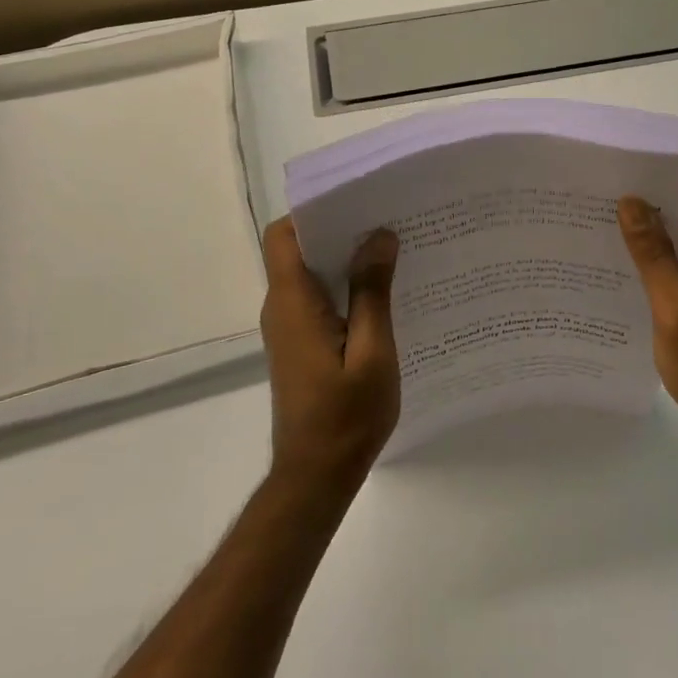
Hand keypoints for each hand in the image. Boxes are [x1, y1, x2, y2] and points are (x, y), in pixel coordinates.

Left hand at [259, 218, 400, 490]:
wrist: (316, 477)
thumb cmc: (346, 416)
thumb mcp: (372, 351)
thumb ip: (372, 291)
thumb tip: (378, 235)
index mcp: (293, 302)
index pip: (283, 236)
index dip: (313, 211)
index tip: (356, 200)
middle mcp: (283, 308)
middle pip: (299, 248)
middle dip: (340, 228)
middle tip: (388, 218)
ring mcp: (290, 327)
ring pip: (311, 273)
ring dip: (345, 257)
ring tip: (393, 247)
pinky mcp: (301, 343)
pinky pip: (319, 297)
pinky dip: (345, 285)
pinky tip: (384, 291)